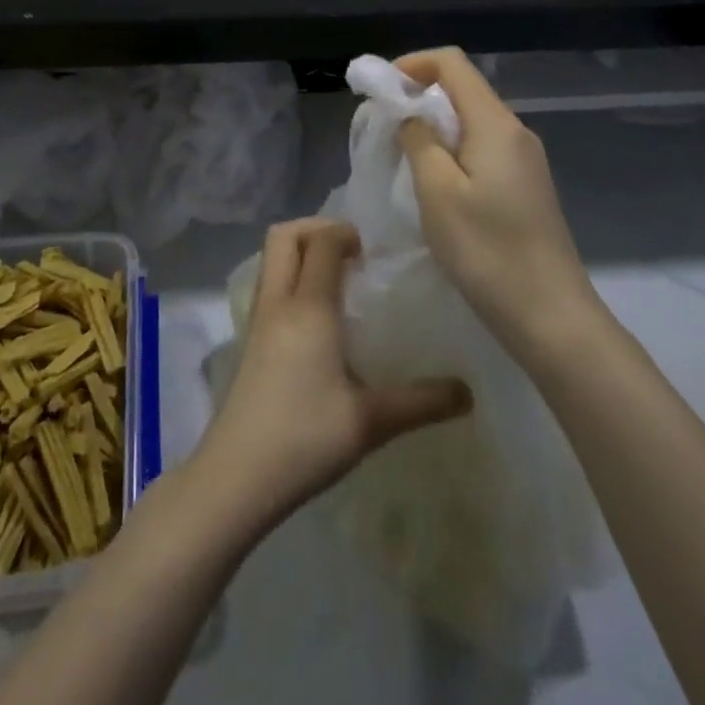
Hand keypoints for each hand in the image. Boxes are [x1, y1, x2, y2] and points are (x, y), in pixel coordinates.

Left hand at [192, 217, 470, 535]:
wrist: (236, 476)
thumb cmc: (304, 438)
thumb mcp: (370, 422)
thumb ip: (421, 402)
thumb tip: (468, 393)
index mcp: (308, 308)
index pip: (321, 242)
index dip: (346, 233)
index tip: (373, 253)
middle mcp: (278, 302)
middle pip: (284, 236)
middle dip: (316, 229)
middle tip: (351, 253)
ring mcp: (258, 319)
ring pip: (271, 258)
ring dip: (301, 251)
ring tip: (338, 280)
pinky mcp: (249, 339)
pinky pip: (269, 284)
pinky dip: (290, 276)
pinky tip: (317, 317)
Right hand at [394, 48, 602, 352]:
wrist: (550, 315)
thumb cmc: (487, 252)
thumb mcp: (438, 193)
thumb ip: (419, 140)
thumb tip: (410, 112)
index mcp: (495, 124)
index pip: (452, 63)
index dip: (411, 65)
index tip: (378, 90)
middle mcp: (515, 131)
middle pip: (462, 90)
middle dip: (418, 96)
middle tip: (382, 127)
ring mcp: (524, 159)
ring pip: (471, 121)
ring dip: (433, 127)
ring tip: (401, 156)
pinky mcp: (525, 185)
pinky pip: (482, 148)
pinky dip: (451, 150)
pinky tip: (434, 184)